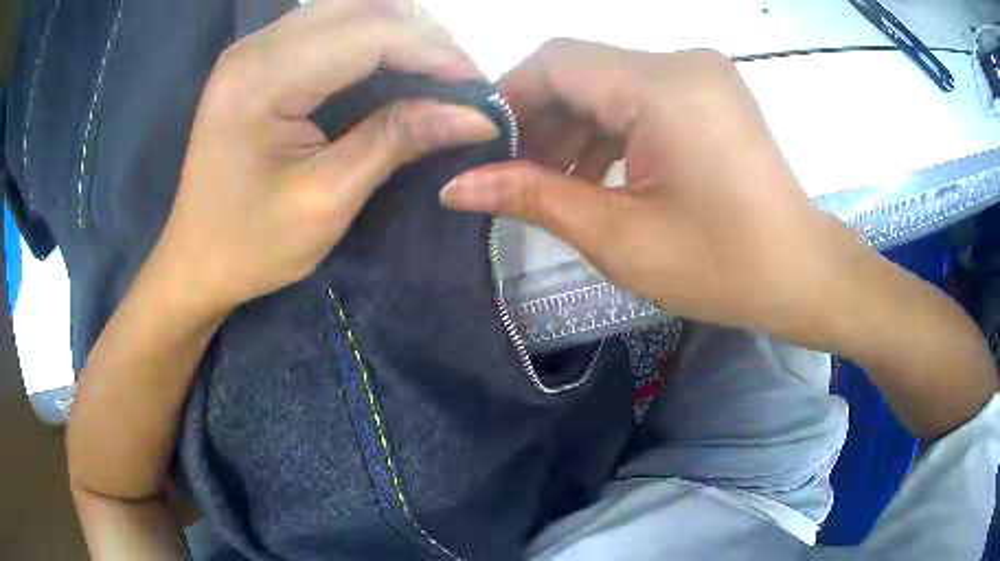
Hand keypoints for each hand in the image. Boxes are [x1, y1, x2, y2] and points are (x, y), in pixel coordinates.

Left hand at [154, 0, 497, 315]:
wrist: (193, 261)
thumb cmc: (250, 245)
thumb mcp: (327, 200)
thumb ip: (397, 140)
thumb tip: (475, 115)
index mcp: (262, 79)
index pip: (370, 32)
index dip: (434, 51)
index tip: (479, 87)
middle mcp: (256, 46)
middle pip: (362, 6)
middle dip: (424, 35)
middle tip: (460, 80)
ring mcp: (255, 48)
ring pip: (350, 8)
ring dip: (402, 31)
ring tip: (436, 71)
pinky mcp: (259, 59)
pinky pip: (330, 25)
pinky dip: (374, 38)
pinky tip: (395, 65)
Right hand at [442, 40, 853, 343]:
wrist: (801, 274)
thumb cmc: (722, 267)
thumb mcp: (619, 237)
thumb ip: (532, 197)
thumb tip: (456, 186)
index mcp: (664, 86)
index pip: (557, 60)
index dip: (510, 97)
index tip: (484, 147)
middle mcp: (682, 62)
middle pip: (582, 68)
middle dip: (540, 117)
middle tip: (513, 174)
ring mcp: (700, 74)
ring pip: (609, 82)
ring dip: (574, 125)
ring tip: (552, 182)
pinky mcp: (709, 92)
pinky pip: (640, 95)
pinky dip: (610, 128)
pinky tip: (596, 172)